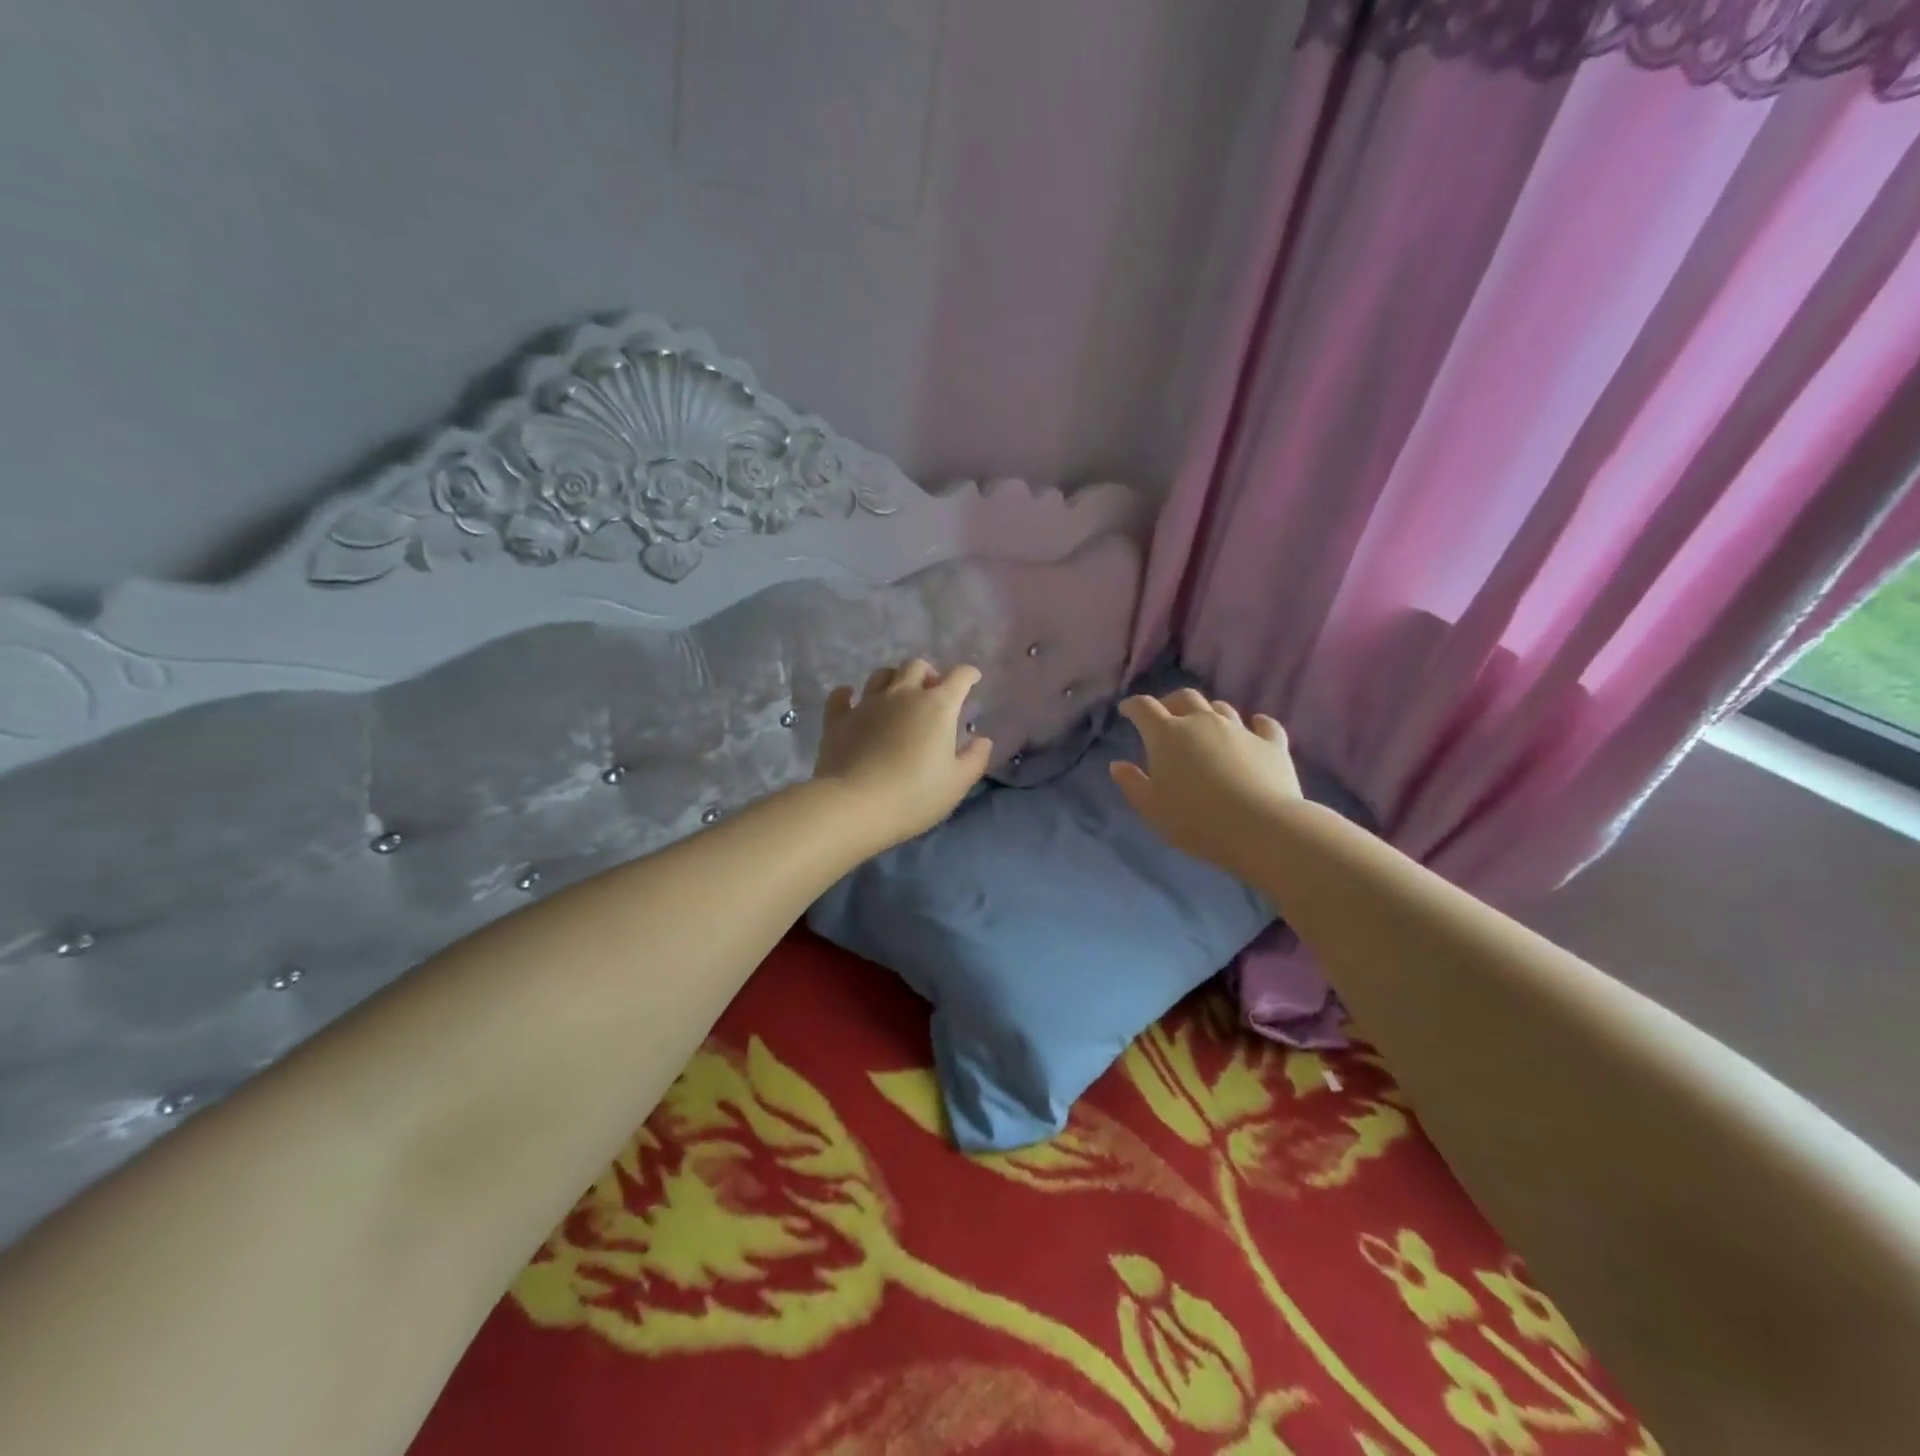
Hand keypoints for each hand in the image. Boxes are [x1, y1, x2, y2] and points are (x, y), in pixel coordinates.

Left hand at [813, 660, 992, 849]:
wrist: (854, 805)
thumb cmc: (914, 795)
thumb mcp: (957, 783)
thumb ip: (975, 758)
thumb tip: (982, 740)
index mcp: (937, 706)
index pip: (959, 677)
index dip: (968, 675)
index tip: (972, 679)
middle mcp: (902, 694)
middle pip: (916, 666)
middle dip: (928, 673)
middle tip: (932, 692)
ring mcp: (867, 704)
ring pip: (881, 675)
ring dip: (893, 679)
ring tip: (897, 696)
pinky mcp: (838, 719)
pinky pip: (842, 696)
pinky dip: (848, 694)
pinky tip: (851, 699)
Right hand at [1110, 688, 1301, 870]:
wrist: (1260, 827)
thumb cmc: (1195, 819)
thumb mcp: (1151, 808)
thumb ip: (1132, 783)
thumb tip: (1117, 764)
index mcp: (1167, 734)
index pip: (1144, 708)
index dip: (1133, 706)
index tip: (1127, 710)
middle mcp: (1203, 722)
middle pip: (1185, 697)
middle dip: (1171, 702)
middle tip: (1166, 716)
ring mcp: (1240, 729)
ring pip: (1221, 708)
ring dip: (1209, 712)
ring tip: (1205, 725)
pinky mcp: (1272, 743)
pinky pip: (1264, 725)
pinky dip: (1256, 724)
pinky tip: (1255, 726)